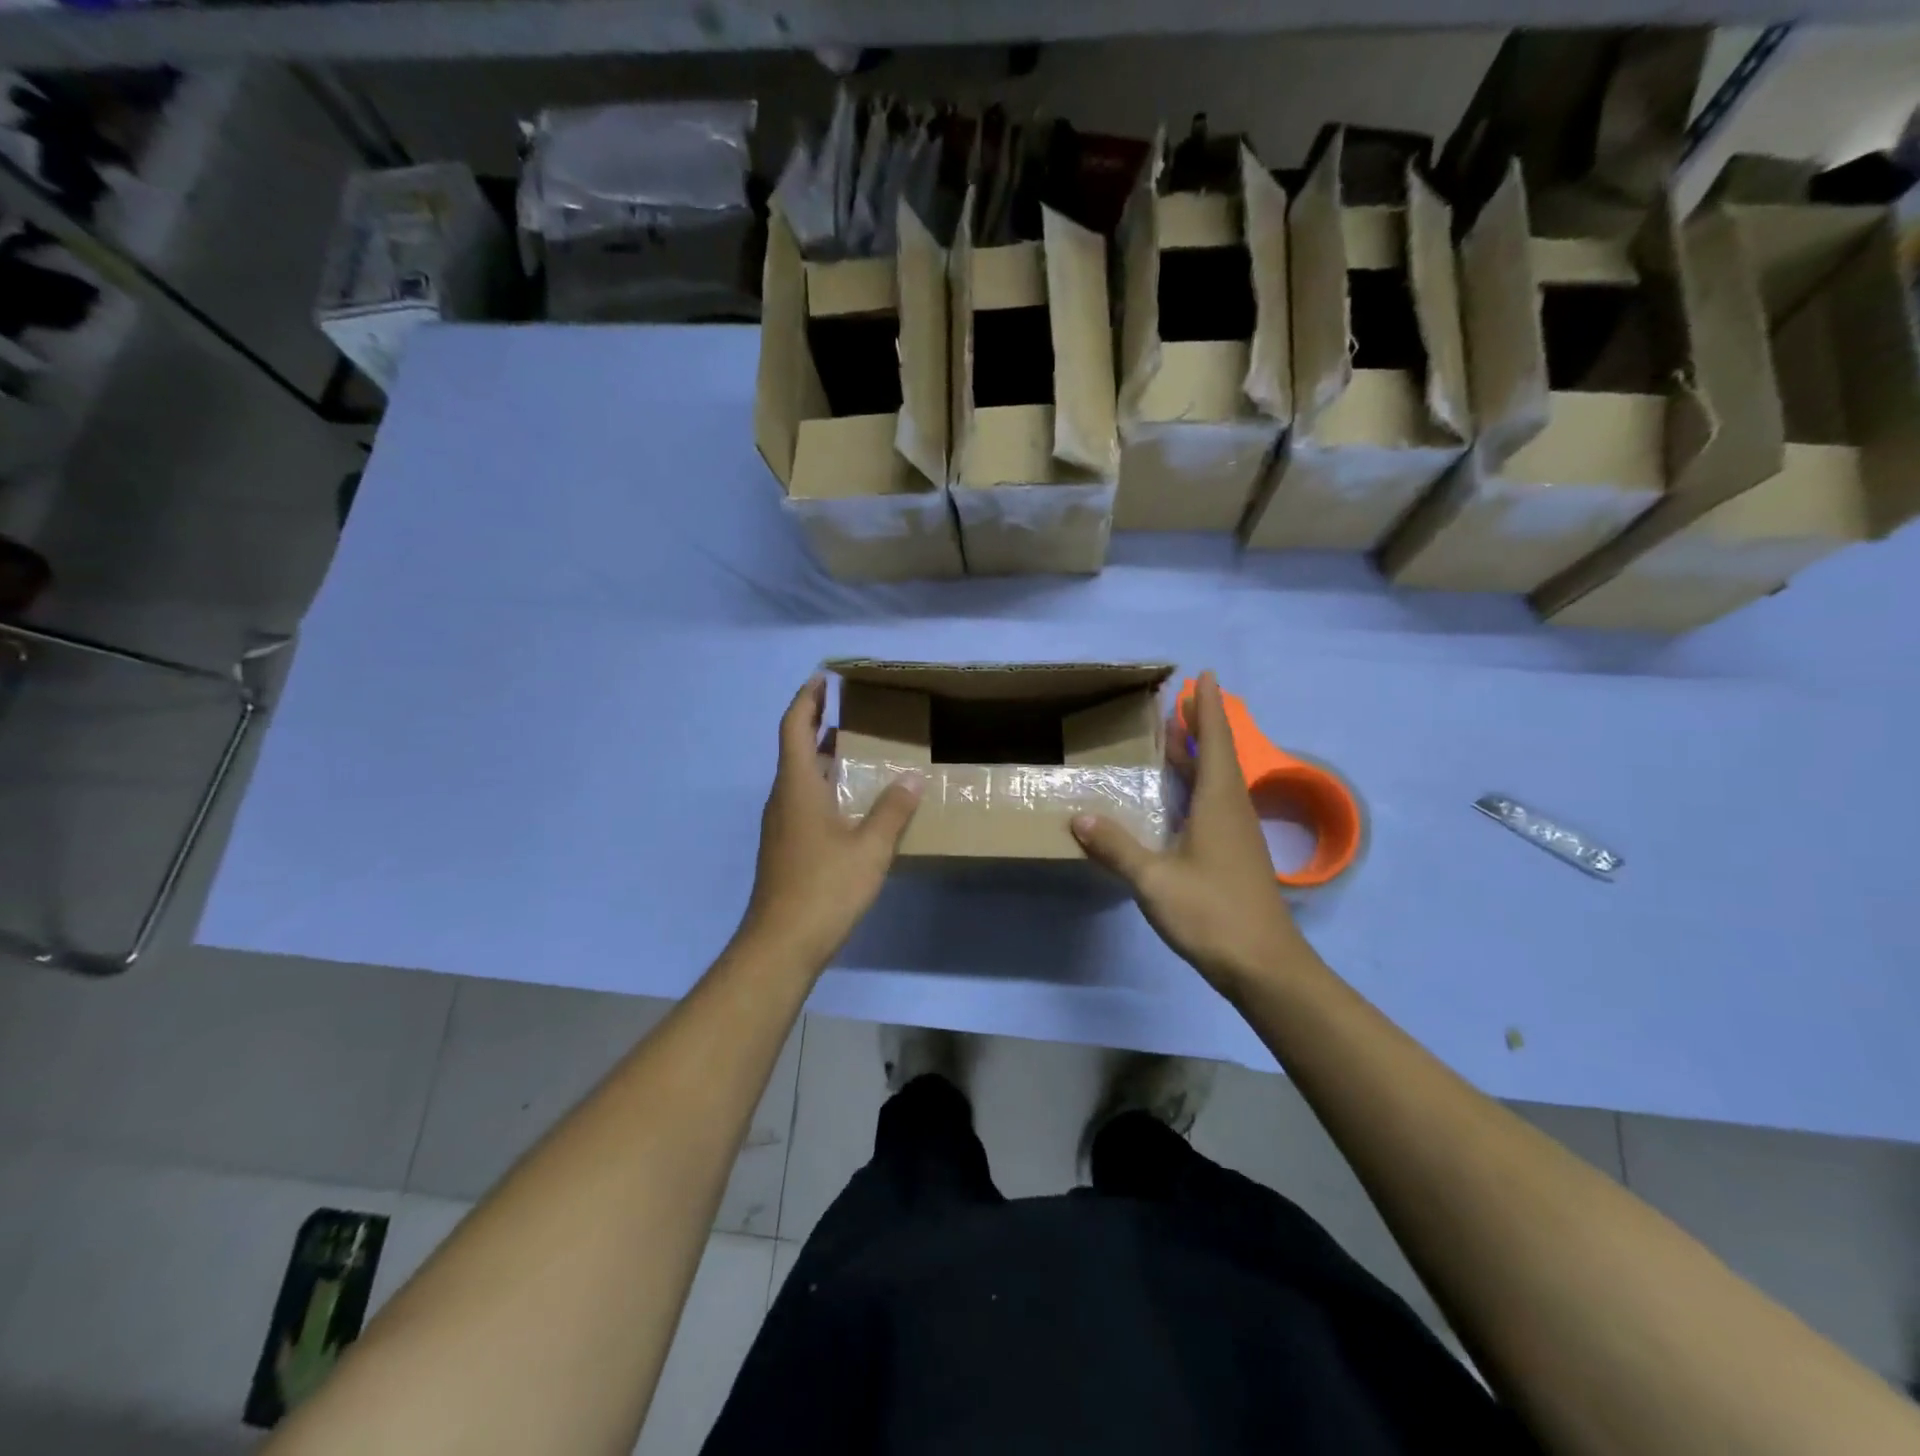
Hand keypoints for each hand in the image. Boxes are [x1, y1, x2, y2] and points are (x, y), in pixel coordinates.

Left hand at [738, 675, 922, 969]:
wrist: (781, 944)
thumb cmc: (824, 888)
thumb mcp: (869, 848)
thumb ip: (892, 810)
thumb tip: (912, 777)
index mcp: (797, 786)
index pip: (795, 726)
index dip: (807, 699)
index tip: (824, 678)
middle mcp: (784, 798)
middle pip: (797, 748)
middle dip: (820, 723)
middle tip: (854, 710)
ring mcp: (782, 824)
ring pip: (801, 776)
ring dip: (826, 756)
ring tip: (861, 749)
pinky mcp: (787, 846)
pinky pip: (805, 800)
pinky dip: (826, 785)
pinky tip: (854, 800)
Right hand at [1072, 671, 1308, 994]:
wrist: (1265, 966)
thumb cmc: (1212, 913)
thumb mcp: (1155, 879)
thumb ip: (1117, 848)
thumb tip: (1079, 817)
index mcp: (1219, 802)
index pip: (1214, 741)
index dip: (1207, 708)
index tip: (1204, 675)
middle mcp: (1232, 809)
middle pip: (1217, 756)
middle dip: (1199, 726)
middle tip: (1176, 703)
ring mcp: (1237, 834)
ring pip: (1217, 782)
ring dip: (1197, 757)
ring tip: (1171, 741)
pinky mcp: (1235, 855)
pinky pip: (1214, 804)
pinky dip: (1196, 787)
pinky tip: (1176, 800)